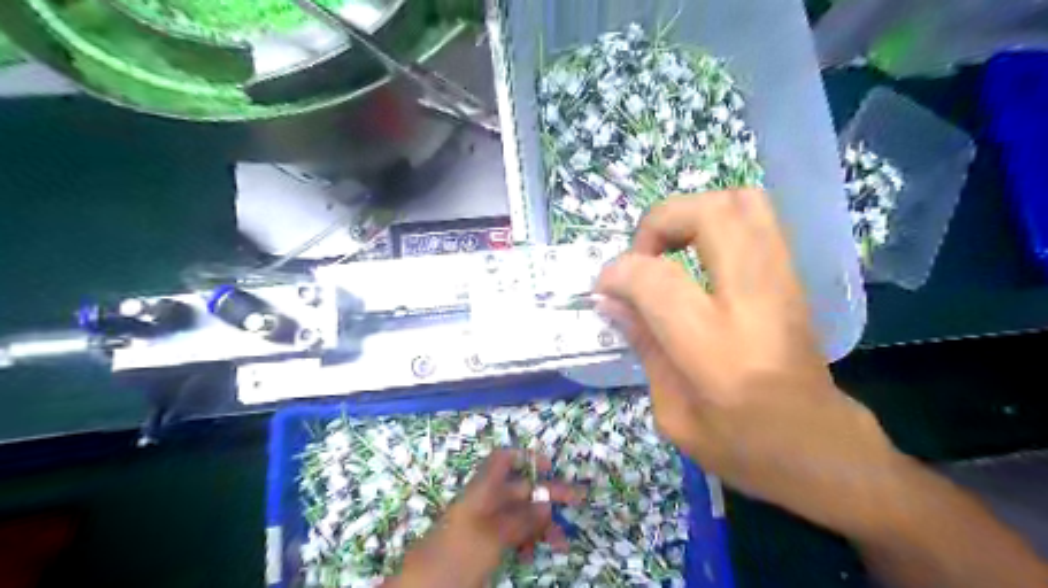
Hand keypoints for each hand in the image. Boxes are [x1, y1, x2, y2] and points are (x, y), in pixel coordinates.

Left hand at [384, 451, 585, 587]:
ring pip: (519, 515)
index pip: (502, 460)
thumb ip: (520, 519)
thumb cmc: (456, 556)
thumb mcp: (492, 537)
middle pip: (519, 489)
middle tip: (578, 501)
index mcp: (482, 490)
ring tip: (560, 543)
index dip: (525, 457)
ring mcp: (483, 525)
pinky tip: (531, 555)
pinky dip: (525, 541)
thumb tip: (546, 503)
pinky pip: (511, 535)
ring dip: (540, 525)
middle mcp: (484, 502)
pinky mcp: (483, 546)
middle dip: (546, 496)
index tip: (549, 465)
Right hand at [593, 191, 904, 537]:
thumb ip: (643, 346)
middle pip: (709, 215)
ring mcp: (783, 283)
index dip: (618, 273)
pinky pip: (758, 218)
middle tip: (642, 256)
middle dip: (660, 221)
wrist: (825, 450)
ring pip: (741, 202)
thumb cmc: (744, 447)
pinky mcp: (794, 278)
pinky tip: (699, 254)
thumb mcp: (673, 414)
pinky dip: (717, 219)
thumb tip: (610, 300)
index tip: (605, 288)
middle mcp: (754, 303)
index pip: (656, 280)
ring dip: (691, 213)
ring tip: (669, 249)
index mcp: (716, 351)